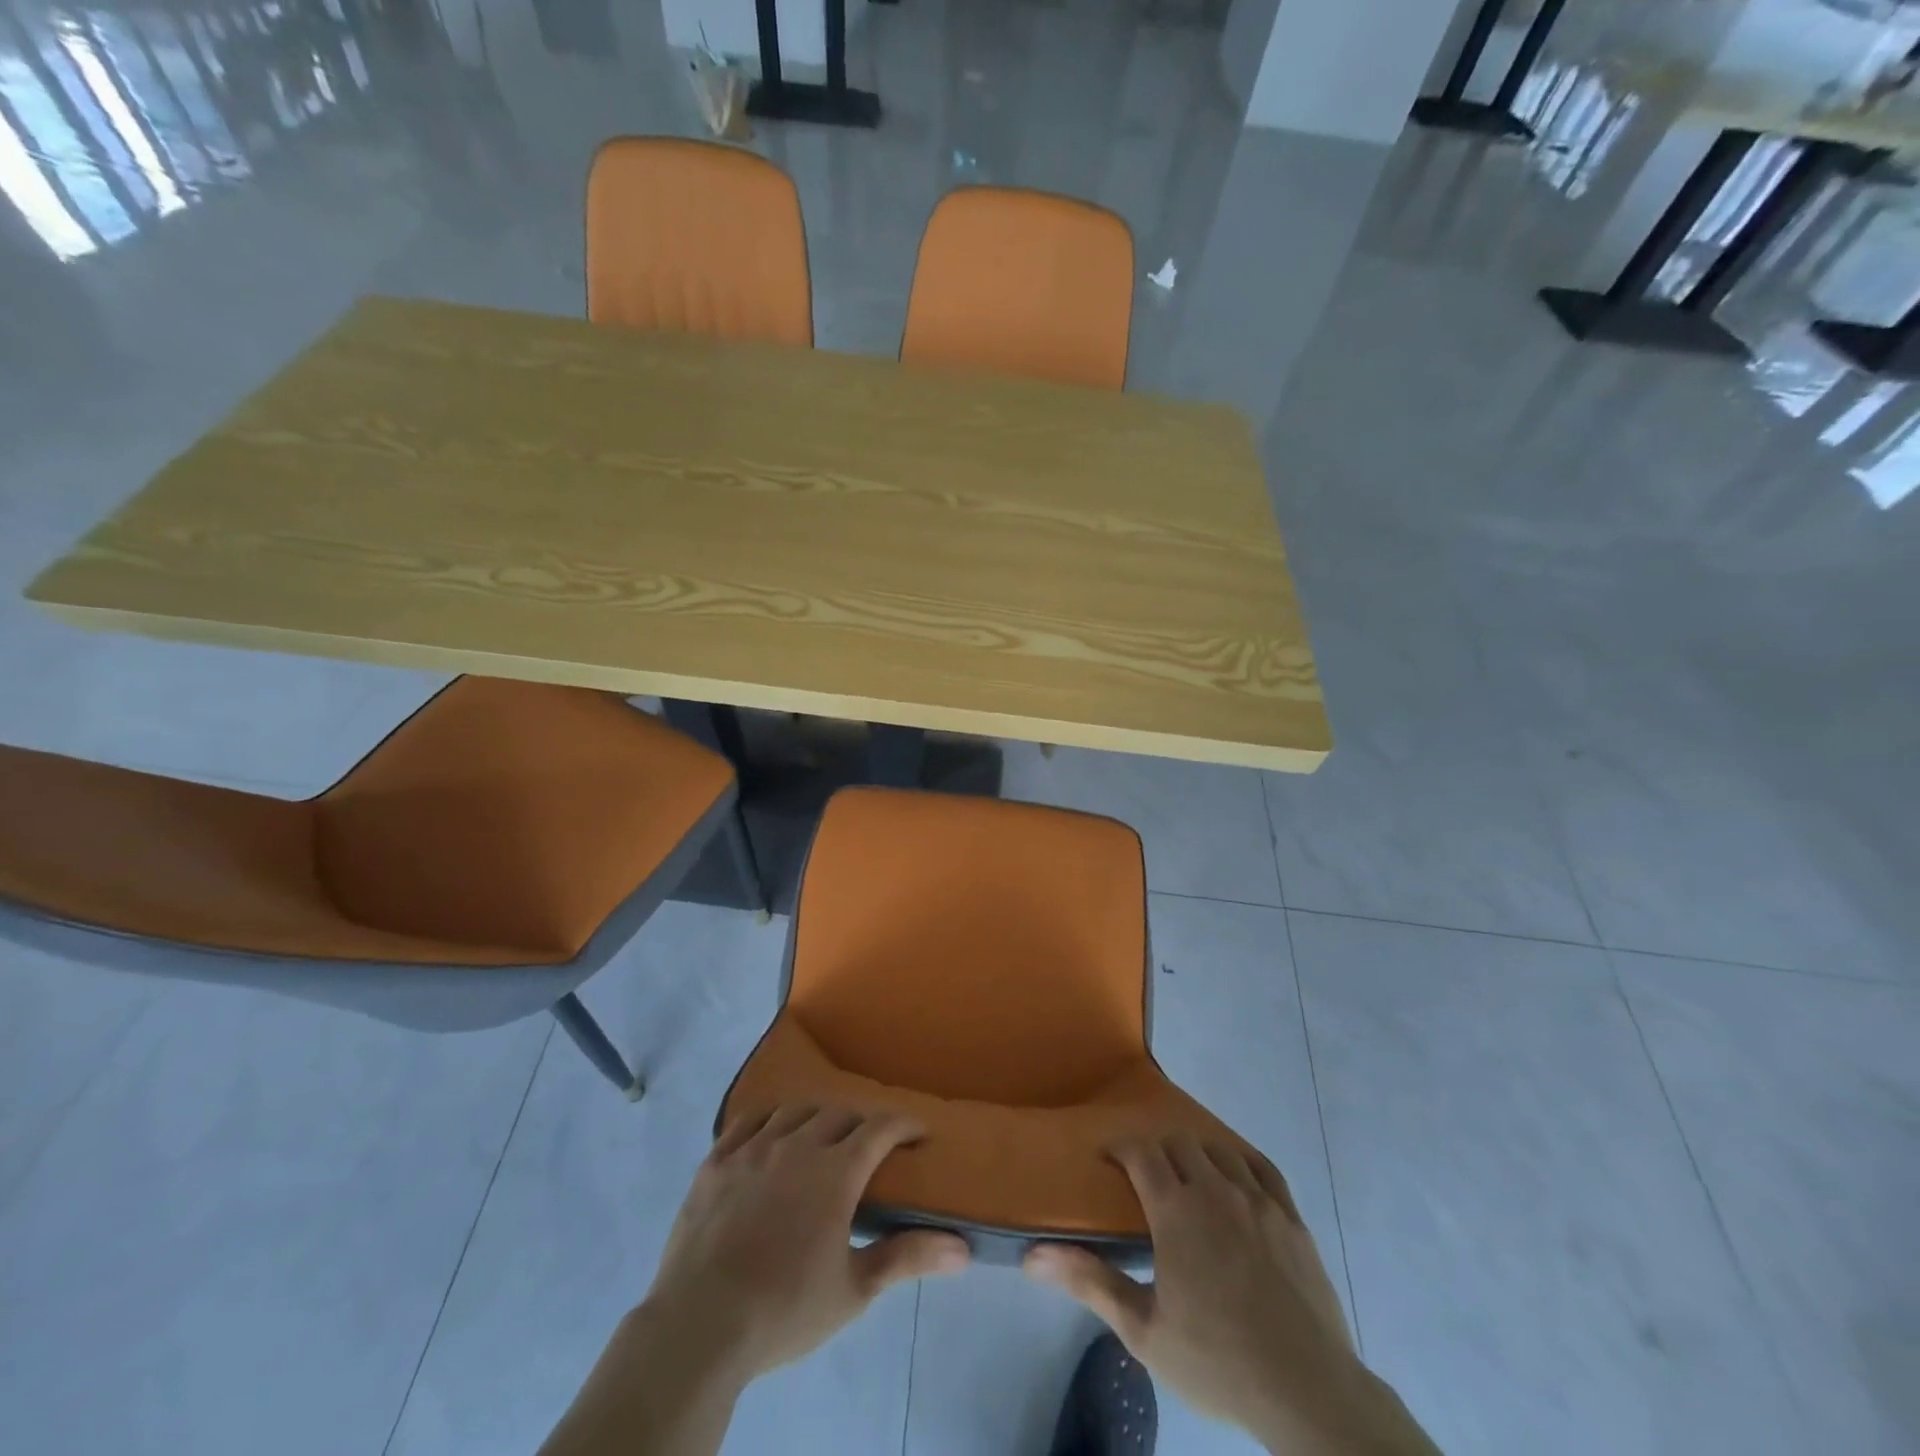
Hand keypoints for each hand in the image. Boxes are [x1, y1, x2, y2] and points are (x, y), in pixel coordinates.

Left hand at [642, 1105, 971, 1382]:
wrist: (700, 1327)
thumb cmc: (785, 1310)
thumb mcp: (854, 1290)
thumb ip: (907, 1257)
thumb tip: (962, 1248)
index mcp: (835, 1172)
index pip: (880, 1129)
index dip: (904, 1125)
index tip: (918, 1132)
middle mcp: (797, 1145)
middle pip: (839, 1113)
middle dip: (862, 1122)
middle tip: (870, 1145)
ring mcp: (752, 1148)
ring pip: (795, 1111)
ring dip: (817, 1116)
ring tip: (822, 1135)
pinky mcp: (716, 1160)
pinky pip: (748, 1120)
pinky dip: (769, 1118)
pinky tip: (772, 1132)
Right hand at [1026, 1136, 1431, 1453]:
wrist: (1308, 1393)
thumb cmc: (1217, 1361)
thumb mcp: (1144, 1331)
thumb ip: (1090, 1282)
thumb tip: (1033, 1255)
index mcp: (1176, 1210)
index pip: (1141, 1152)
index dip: (1121, 1147)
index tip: (1108, 1159)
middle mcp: (1215, 1190)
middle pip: (1178, 1143)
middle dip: (1156, 1149)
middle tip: (1144, 1175)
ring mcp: (1257, 1200)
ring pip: (1218, 1150)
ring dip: (1196, 1152)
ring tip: (1187, 1174)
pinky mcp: (1291, 1217)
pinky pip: (1263, 1167)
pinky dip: (1240, 1159)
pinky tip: (1234, 1172)